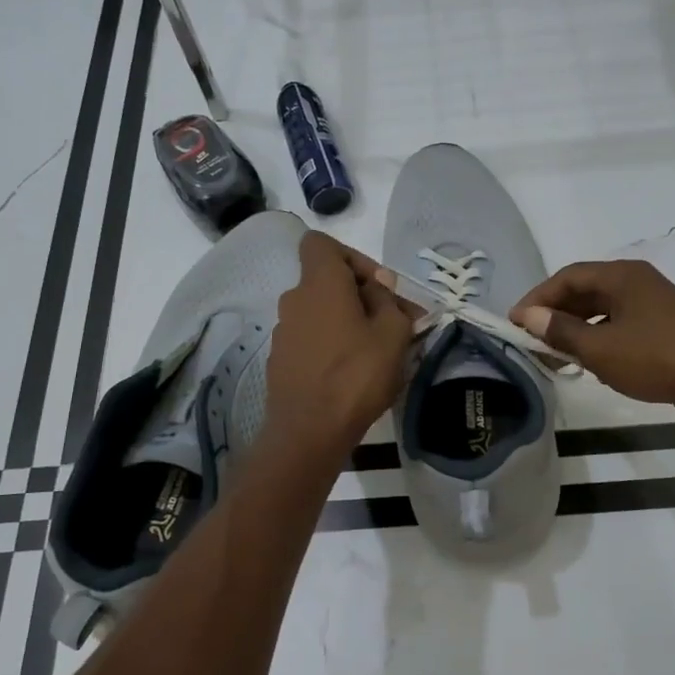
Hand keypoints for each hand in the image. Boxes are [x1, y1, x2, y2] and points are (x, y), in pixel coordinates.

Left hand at [264, 232, 417, 461]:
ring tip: (376, 352)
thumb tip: (378, 286)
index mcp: (319, 283)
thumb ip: (389, 301)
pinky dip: (331, 345)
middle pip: (326, 281)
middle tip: (392, 323)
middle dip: (360, 295)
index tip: (378, 286)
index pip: (321, 243)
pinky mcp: (281, 360)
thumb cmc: (356, 375)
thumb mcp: (393, 334)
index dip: (352, 256)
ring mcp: (283, 331)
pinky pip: (311, 338)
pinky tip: (352, 373)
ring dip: (347, 322)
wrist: (308, 432)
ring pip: (320, 312)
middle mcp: (294, 299)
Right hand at [513, 259, 674, 413]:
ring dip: (576, 330)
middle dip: (555, 314)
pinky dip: (599, 341)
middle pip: (585, 292)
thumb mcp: (601, 348)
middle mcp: (638, 283)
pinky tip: (591, 364)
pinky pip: (620, 328)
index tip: (514, 323)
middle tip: (531, 341)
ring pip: (603, 312)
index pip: (568, 277)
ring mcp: (654, 307)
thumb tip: (527, 316)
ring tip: (555, 355)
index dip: (537, 298)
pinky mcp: (665, 331)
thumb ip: (561, 331)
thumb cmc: (659, 359)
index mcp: (622, 276)